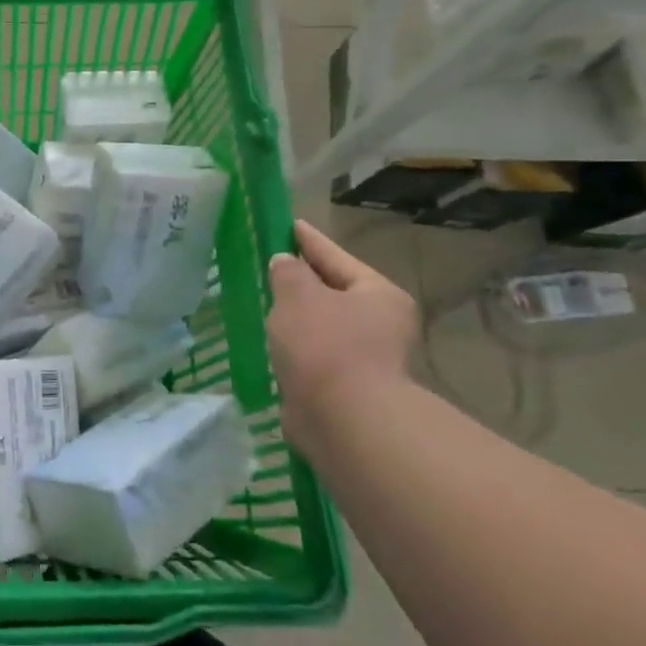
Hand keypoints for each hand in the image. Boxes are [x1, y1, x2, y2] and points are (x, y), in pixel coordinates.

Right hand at [267, 219, 416, 446]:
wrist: (344, 421)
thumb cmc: (325, 346)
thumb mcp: (298, 295)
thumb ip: (288, 272)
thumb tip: (285, 264)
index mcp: (378, 295)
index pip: (336, 256)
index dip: (309, 240)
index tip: (289, 224)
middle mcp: (380, 324)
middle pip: (333, 292)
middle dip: (302, 281)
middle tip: (270, 265)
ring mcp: (365, 359)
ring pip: (322, 325)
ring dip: (296, 317)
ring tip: (264, 302)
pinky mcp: (345, 388)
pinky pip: (313, 354)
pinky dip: (294, 346)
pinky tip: (271, 343)